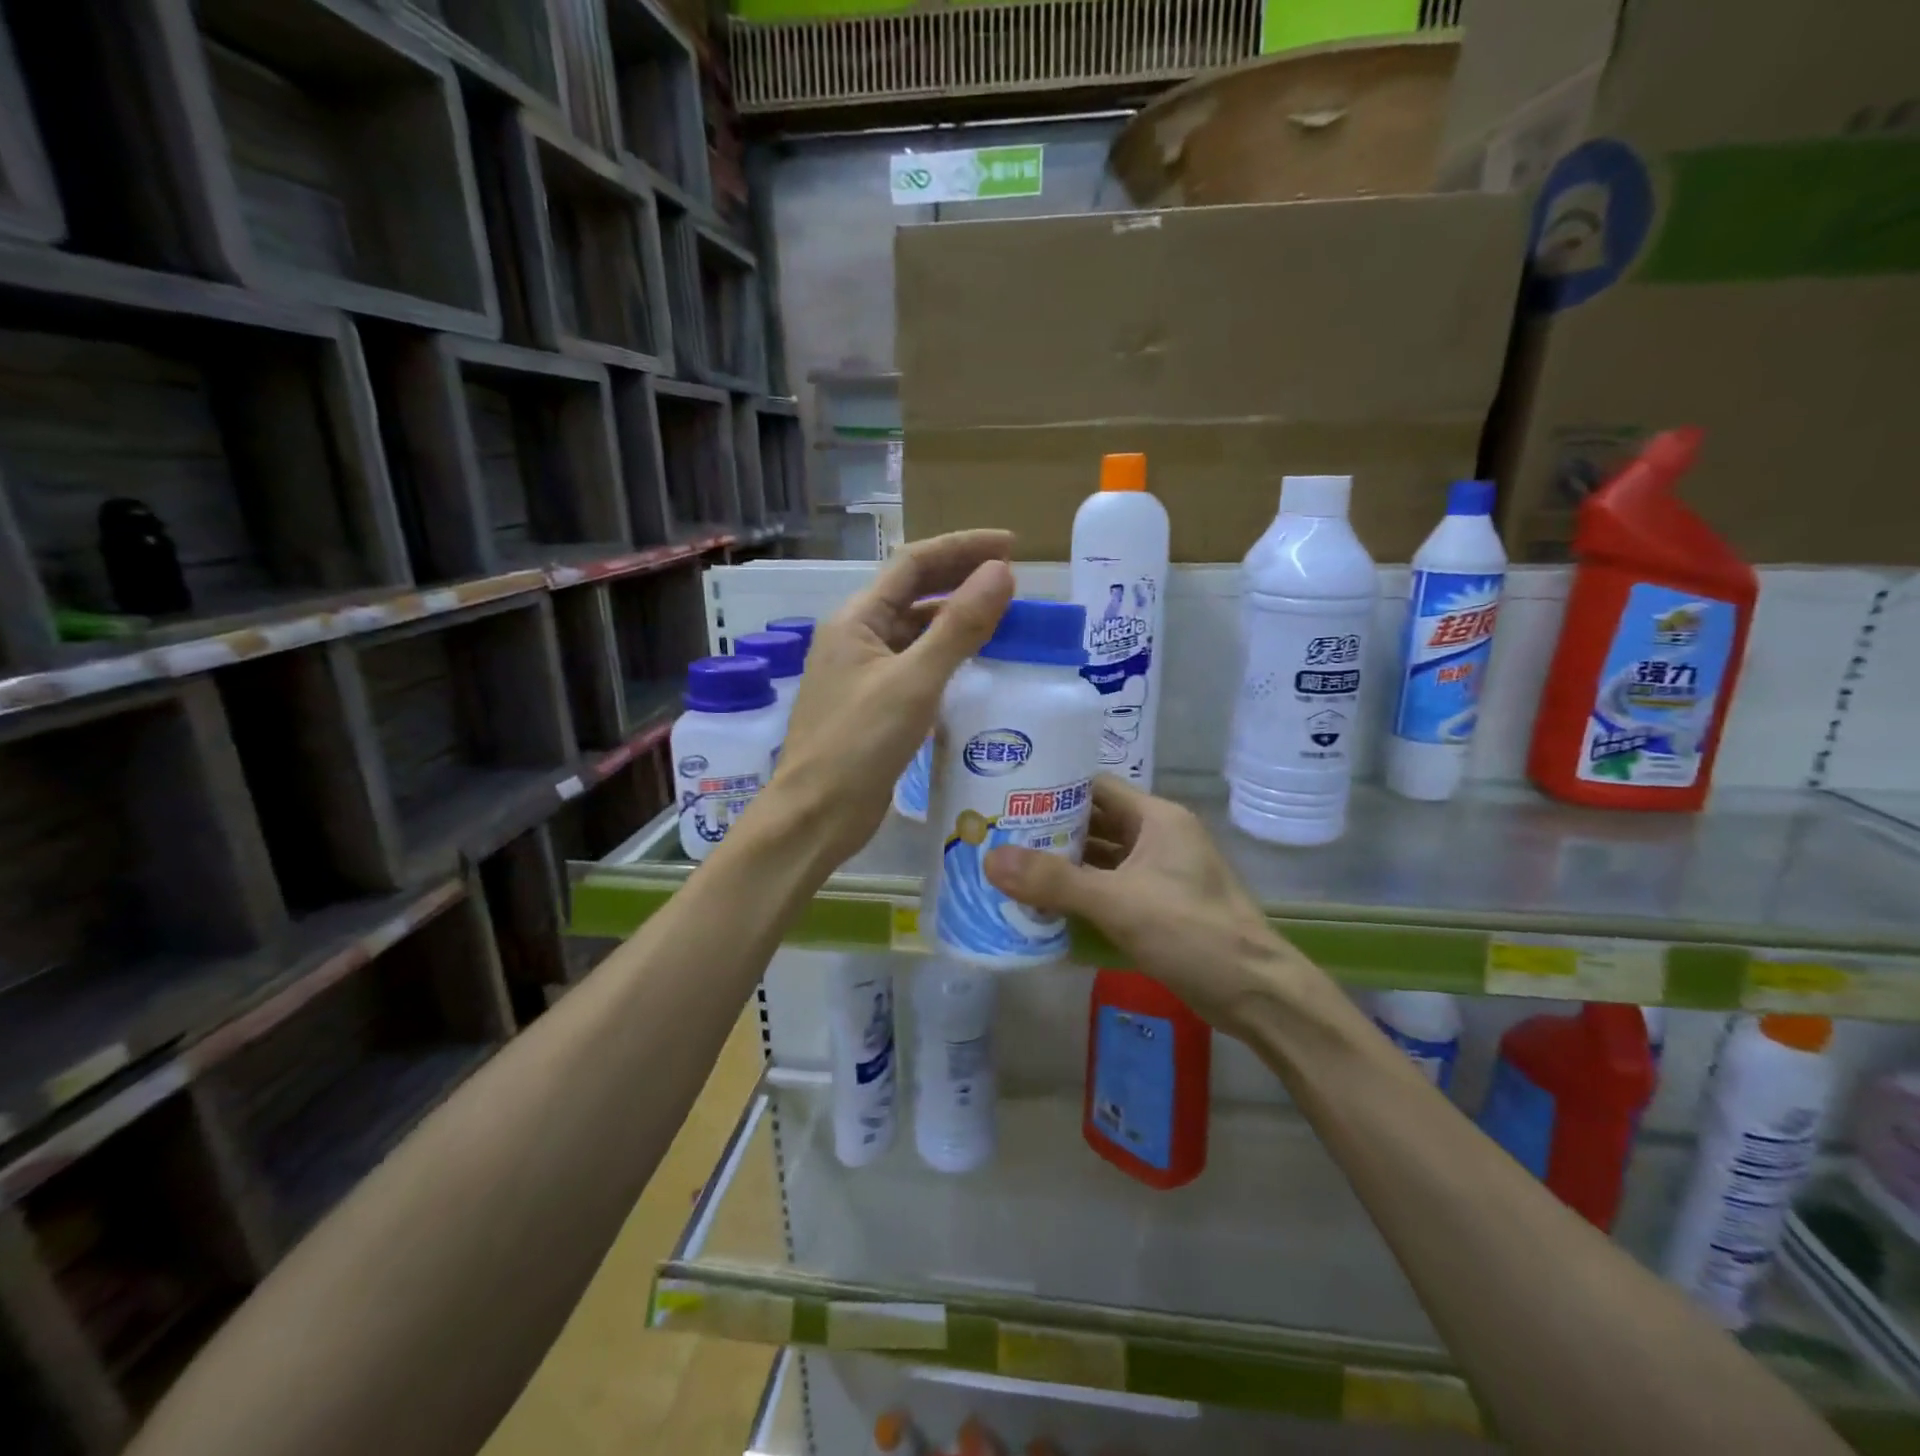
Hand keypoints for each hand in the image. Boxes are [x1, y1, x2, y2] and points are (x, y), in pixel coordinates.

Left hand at [767, 531, 1014, 868]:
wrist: (816, 815)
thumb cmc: (858, 745)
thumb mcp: (914, 682)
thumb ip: (958, 627)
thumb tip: (1001, 573)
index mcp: (856, 619)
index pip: (913, 563)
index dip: (962, 548)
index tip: (1011, 547)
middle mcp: (857, 638)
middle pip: (914, 593)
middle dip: (961, 579)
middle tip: (1014, 579)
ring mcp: (864, 673)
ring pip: (916, 632)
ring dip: (956, 620)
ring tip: (1005, 619)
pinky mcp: (875, 706)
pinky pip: (916, 667)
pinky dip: (947, 658)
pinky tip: (978, 667)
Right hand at [983, 776, 1319, 1030]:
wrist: (1255, 994)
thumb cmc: (1192, 933)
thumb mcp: (1118, 903)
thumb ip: (1055, 882)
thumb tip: (990, 860)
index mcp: (1156, 818)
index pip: (1095, 787)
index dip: (1053, 788)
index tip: (1008, 797)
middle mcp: (1157, 837)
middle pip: (1094, 822)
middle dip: (1049, 830)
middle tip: (998, 835)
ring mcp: (1159, 873)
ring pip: (1100, 858)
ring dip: (1062, 864)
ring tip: (1010, 866)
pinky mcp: (1157, 906)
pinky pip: (1109, 888)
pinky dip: (1080, 893)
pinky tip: (1044, 904)